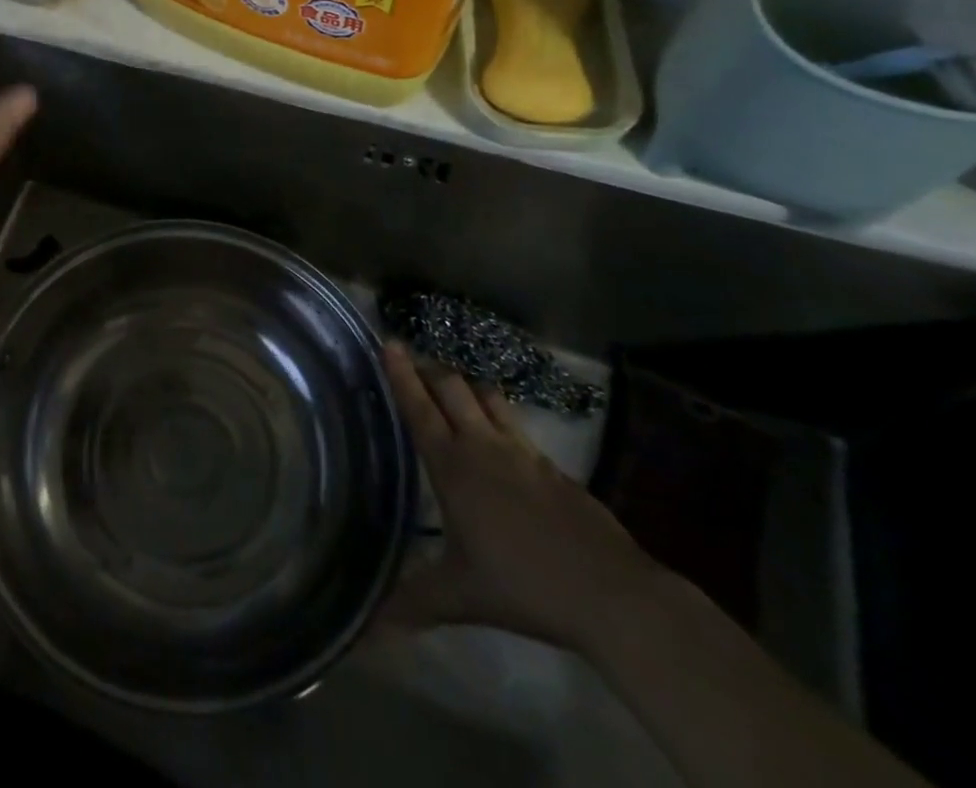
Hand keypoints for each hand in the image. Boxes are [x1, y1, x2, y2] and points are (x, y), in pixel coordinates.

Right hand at [384, 343, 663, 653]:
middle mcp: (484, 446)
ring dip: (466, 384)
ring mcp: (523, 452)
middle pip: (452, 388)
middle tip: (414, 359)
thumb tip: (364, 633)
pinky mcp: (553, 467)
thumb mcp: (459, 596)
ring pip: (488, 398)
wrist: (611, 593)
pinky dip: (499, 414)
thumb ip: (412, 603)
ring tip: (453, 383)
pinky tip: (501, 434)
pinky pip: (517, 425)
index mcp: (453, 465)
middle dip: (431, 369)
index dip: (401, 374)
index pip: (419, 408)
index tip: (390, 343)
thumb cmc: (523, 585)